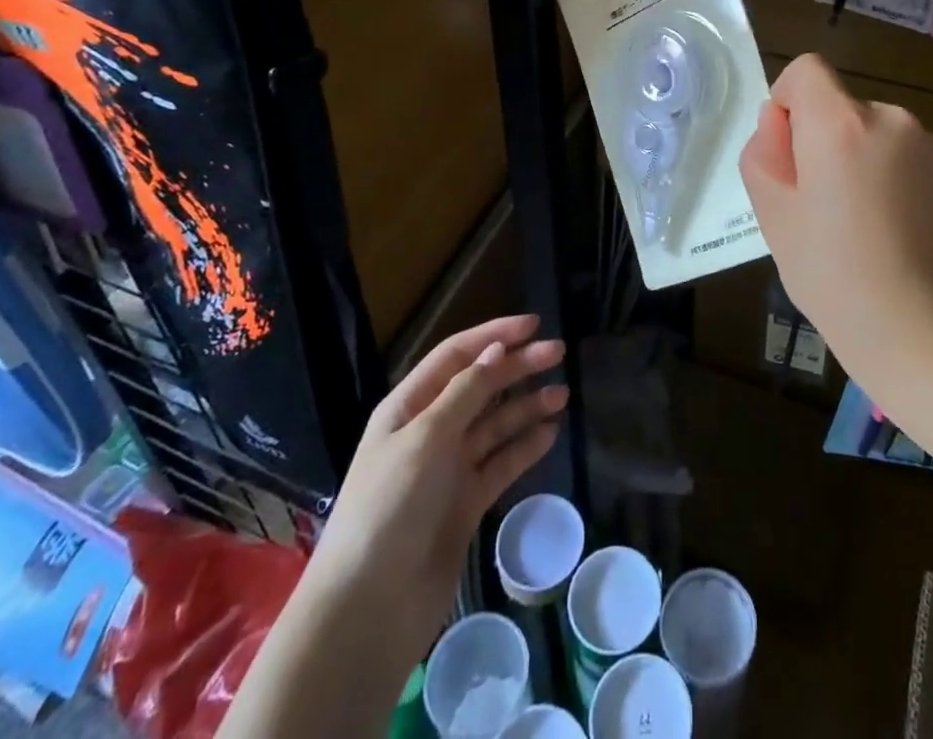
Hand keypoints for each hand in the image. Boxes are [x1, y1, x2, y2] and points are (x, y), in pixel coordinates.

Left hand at [310, 315, 567, 657]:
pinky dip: (525, 446)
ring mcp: (448, 468)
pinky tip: (550, 433)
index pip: (456, 355)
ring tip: (563, 394)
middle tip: (558, 353)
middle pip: (480, 386)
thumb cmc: (390, 507)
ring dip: (526, 406)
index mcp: (409, 407)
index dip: (494, 335)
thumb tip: (497, 349)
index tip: (534, 324)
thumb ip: (465, 392)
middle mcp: (430, 430)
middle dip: (518, 367)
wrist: (369, 608)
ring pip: (495, 424)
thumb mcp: (425, 438)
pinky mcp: (465, 503)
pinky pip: (500, 463)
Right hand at [739, 54, 932, 391]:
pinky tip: (888, 226)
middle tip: (817, 204)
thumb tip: (781, 123)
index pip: (807, 69)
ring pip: (868, 129)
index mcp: (840, 122)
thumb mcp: (772, 213)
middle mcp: (888, 117)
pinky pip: (898, 151)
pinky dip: (884, 171)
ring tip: (856, 222)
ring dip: (853, 155)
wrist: (921, 331)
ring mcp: (926, 142)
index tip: (790, 155)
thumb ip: (764, 151)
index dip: (788, 102)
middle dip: (819, 137)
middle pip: (837, 104)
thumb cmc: (832, 274)